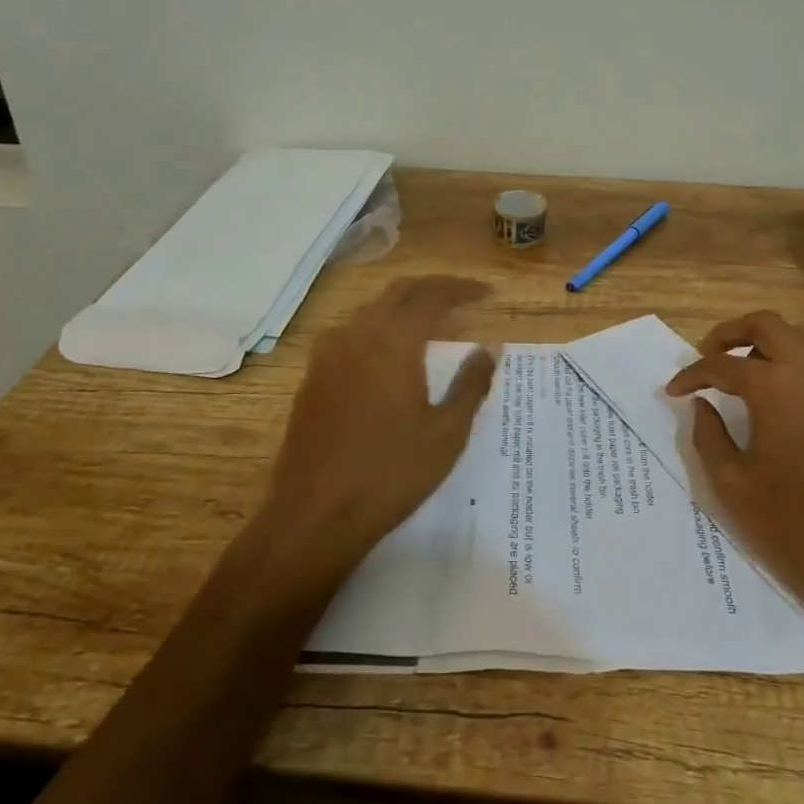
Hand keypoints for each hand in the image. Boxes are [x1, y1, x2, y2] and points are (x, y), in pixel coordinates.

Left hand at [261, 275, 496, 584]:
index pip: (431, 295)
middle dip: (434, 289)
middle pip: (399, 292)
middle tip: (465, 299)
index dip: (462, 289)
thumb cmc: (391, 474)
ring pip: (371, 310)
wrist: (315, 515)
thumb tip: (490, 347)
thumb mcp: (446, 433)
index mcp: (392, 341)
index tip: (488, 293)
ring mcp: (328, 354)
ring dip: (405, 306)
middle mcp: (357, 334)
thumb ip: (472, 383)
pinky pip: (351, 332)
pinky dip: (380, 327)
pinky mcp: (313, 377)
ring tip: (433, 324)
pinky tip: (390, 353)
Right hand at [666, 311, 803, 648]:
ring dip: (768, 342)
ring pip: (801, 334)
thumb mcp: (733, 485)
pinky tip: (789, 393)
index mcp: (774, 385)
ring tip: (748, 370)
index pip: (720, 364)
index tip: (674, 390)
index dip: (691, 374)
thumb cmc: (800, 523)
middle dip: (729, 334)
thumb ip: (708, 436)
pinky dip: (799, 360)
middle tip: (709, 356)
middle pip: (764, 324)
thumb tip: (700, 406)